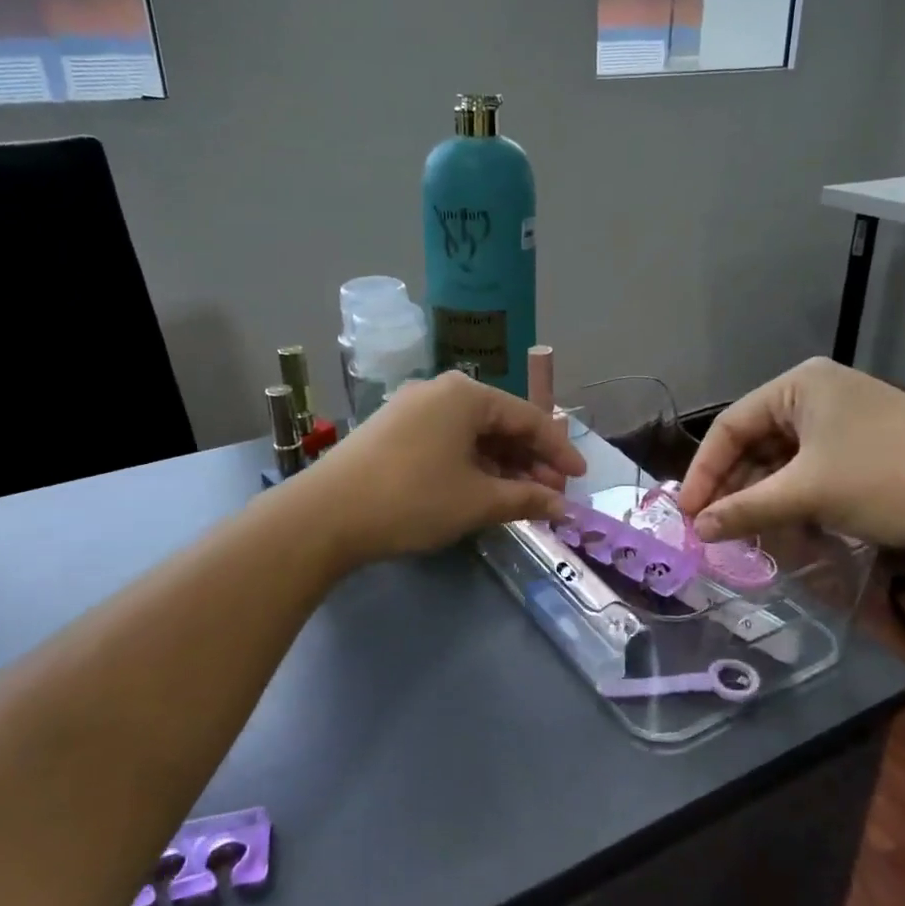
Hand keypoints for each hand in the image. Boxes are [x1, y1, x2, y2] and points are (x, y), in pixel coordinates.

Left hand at [299, 372, 584, 562]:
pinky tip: (481, 490)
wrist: (325, 515)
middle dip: (529, 460)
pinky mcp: (392, 429)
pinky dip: (471, 464)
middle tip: (551, 495)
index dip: (559, 451)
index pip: (529, 418)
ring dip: (501, 465)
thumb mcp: (477, 501)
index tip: (579, 480)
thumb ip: (526, 499)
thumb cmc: (412, 499)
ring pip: (472, 434)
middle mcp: (440, 390)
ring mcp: (411, 407)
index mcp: (466, 394)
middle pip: (500, 423)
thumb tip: (562, 507)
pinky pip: (446, 441)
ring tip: (520, 498)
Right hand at [676, 357, 904, 550]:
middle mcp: (820, 393)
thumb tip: (697, 530)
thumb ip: (745, 509)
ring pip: (785, 460)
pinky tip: (790, 529)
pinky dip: (797, 499)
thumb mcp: (808, 495)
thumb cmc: (889, 481)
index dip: (704, 473)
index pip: (731, 426)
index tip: (688, 515)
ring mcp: (848, 419)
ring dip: (765, 498)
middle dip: (736, 488)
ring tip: (750, 535)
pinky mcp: (868, 447)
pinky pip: (814, 470)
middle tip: (716, 530)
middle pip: (757, 442)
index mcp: (801, 385)